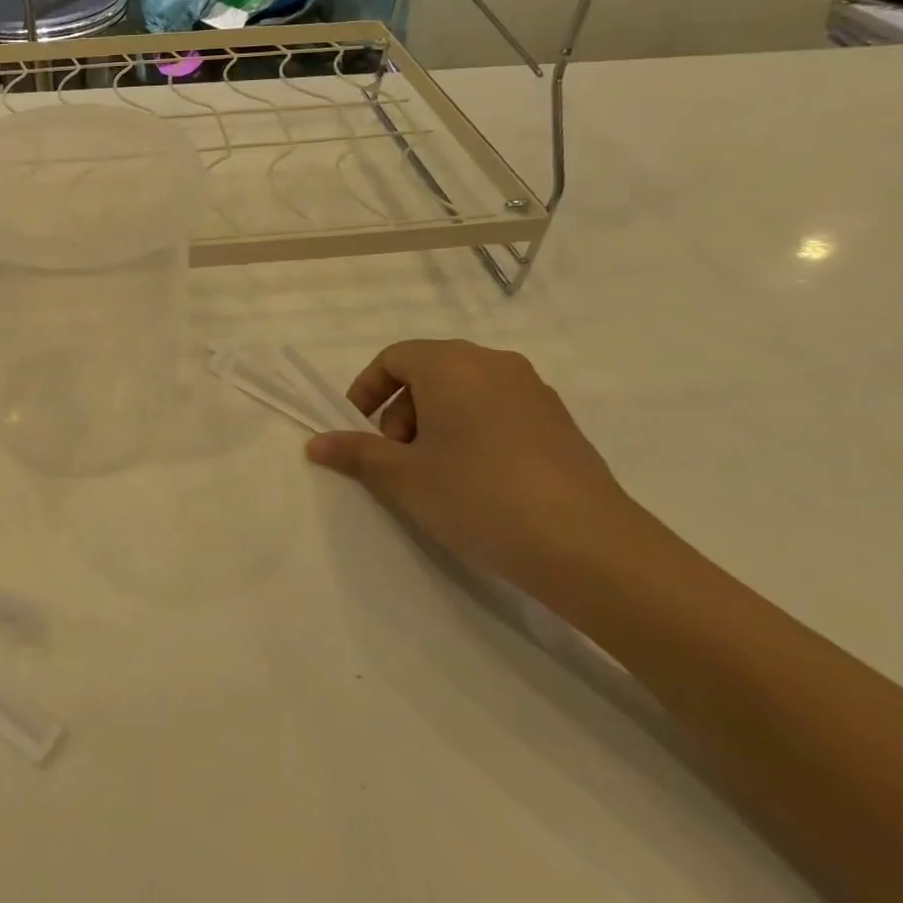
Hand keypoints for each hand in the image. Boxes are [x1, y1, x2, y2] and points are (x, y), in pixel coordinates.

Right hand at [304, 339, 635, 591]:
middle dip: (400, 410)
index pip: (394, 358)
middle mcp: (494, 364)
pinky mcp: (559, 422)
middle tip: (396, 458)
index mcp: (451, 364)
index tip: (358, 431)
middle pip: (429, 372)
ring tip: (434, 473)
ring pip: (465, 392)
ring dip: (435, 423)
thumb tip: (316, 443)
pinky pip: (498, 411)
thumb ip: (356, 452)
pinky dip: (472, 432)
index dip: (366, 391)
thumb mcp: (402, 476)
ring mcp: (534, 391)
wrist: (586, 544)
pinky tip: (477, 481)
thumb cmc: (476, 494)